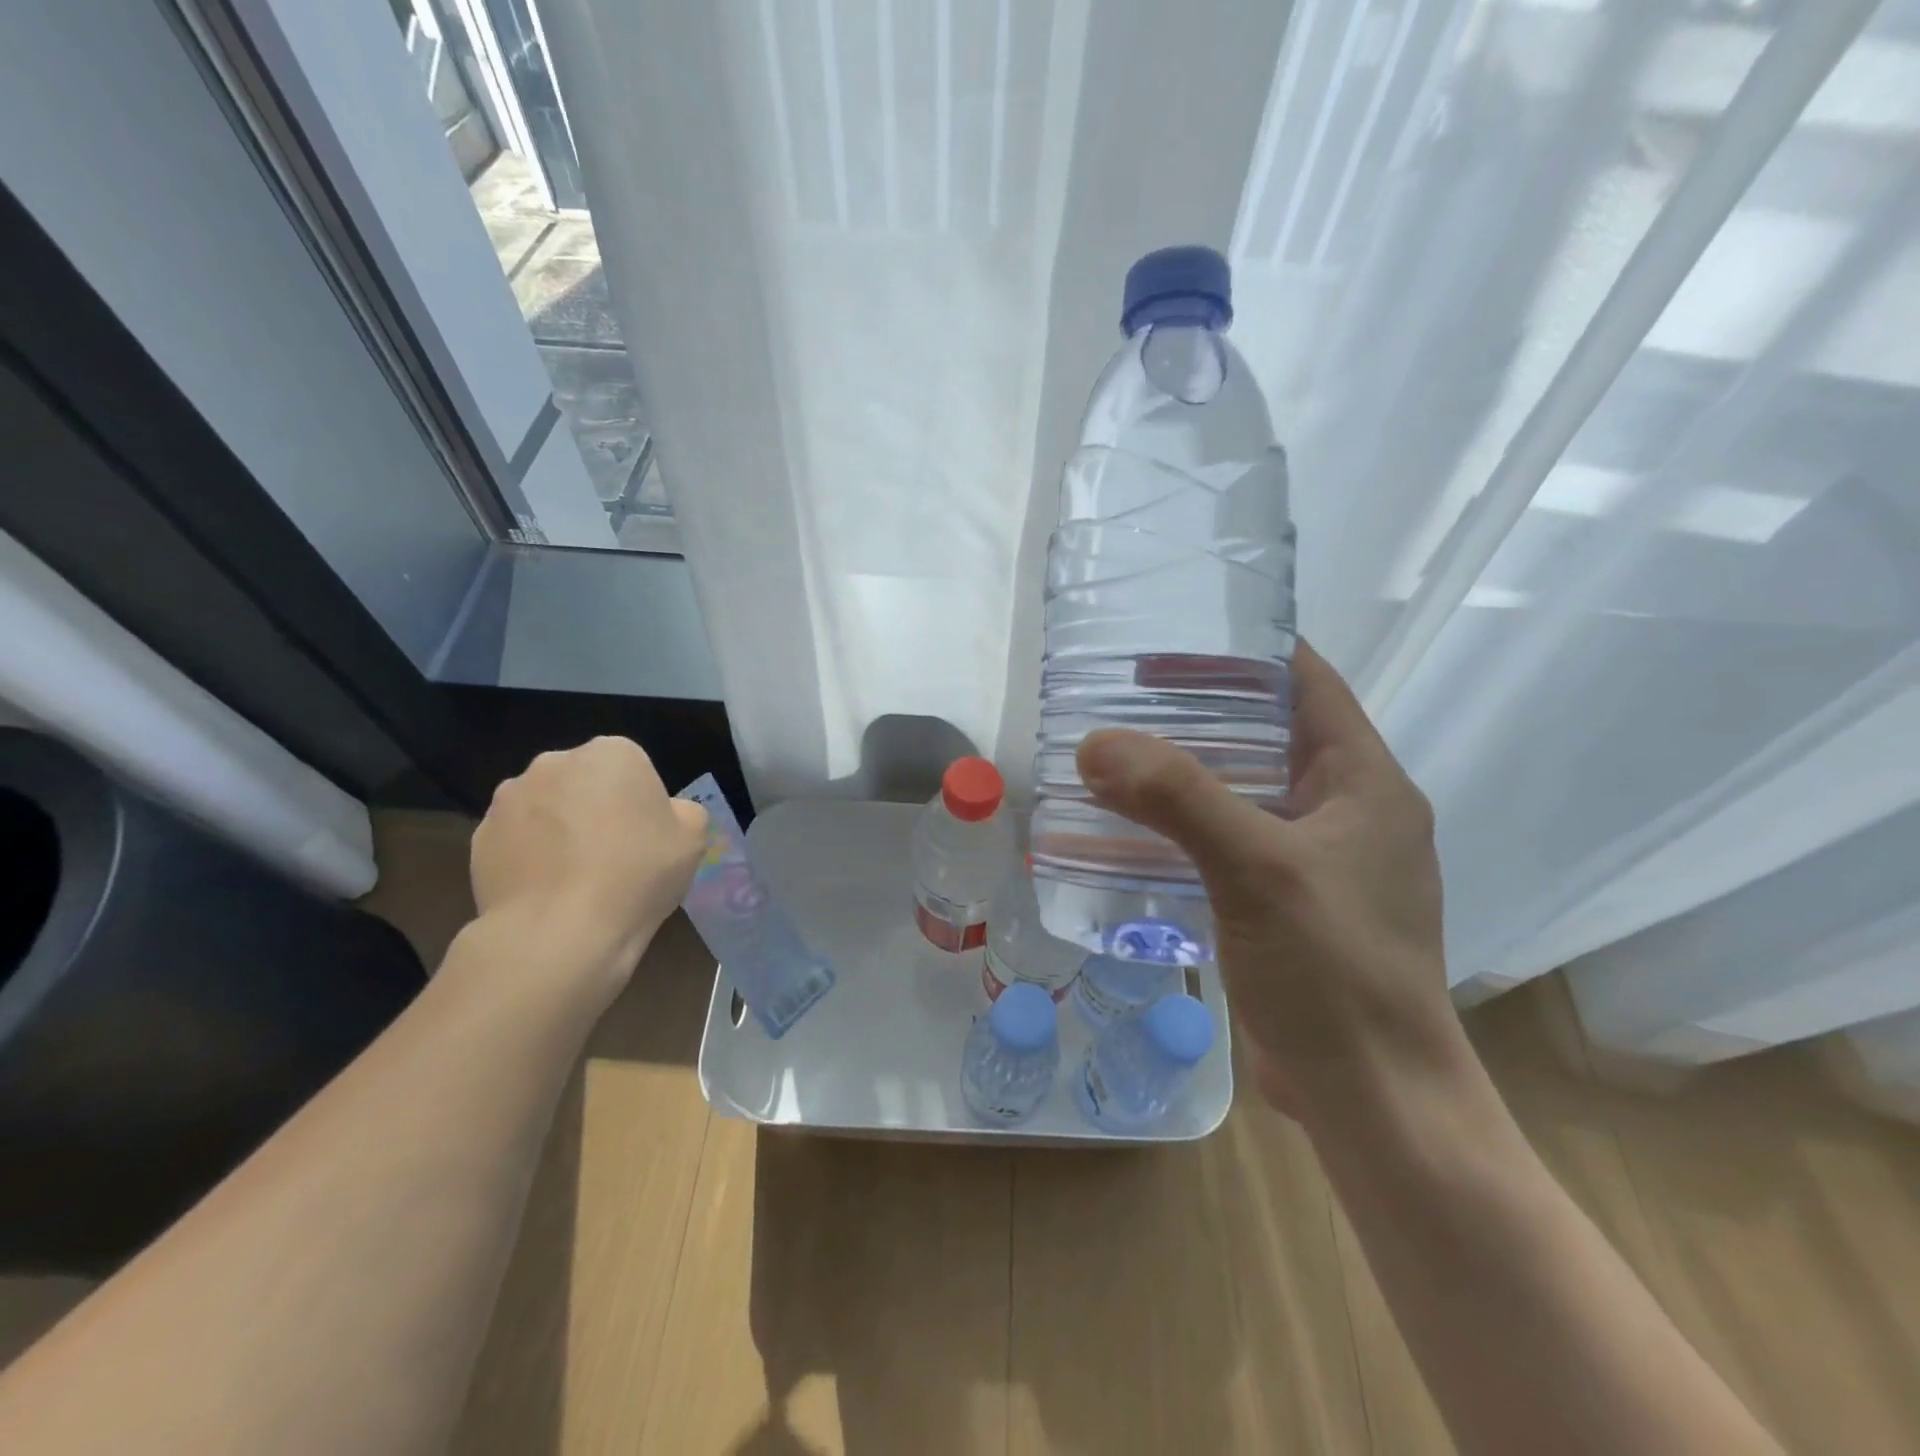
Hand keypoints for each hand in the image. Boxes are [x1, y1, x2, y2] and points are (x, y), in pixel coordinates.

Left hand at [469, 737, 708, 1002]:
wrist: (559, 932)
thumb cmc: (637, 874)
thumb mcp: (692, 840)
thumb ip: (683, 812)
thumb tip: (664, 813)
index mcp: (612, 753)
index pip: (633, 767)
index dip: (642, 802)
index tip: (646, 835)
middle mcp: (554, 762)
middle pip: (585, 781)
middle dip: (596, 807)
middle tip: (613, 854)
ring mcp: (510, 798)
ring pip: (547, 808)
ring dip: (560, 829)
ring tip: (575, 877)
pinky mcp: (479, 836)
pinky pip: (516, 839)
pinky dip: (530, 856)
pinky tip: (547, 890)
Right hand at [1076, 641, 1450, 1116]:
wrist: (1370, 1096)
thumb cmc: (1334, 969)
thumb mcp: (1257, 869)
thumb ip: (1178, 799)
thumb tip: (1095, 744)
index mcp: (1365, 782)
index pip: (1308, 684)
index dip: (1247, 652)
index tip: (1175, 637)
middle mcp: (1348, 812)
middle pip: (1269, 734)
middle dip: (1201, 711)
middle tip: (1126, 696)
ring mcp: (1318, 860)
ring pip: (1245, 791)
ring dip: (1187, 772)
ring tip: (1117, 754)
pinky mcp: (1289, 902)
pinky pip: (1232, 841)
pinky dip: (1187, 826)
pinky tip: (1133, 828)